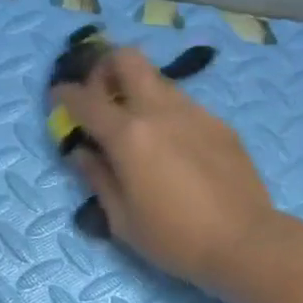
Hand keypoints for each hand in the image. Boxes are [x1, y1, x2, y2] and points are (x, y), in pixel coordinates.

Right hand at [53, 48, 279, 294]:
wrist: (244, 242)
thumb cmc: (176, 240)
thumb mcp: (123, 221)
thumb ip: (98, 180)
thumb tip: (82, 153)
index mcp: (129, 136)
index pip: (85, 99)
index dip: (64, 96)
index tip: (58, 100)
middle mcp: (161, 111)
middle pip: (127, 59)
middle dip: (105, 68)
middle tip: (102, 98)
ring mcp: (196, 113)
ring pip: (160, 82)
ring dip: (141, 93)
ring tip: (141, 130)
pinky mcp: (221, 126)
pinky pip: (187, 106)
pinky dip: (170, 116)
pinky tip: (177, 150)